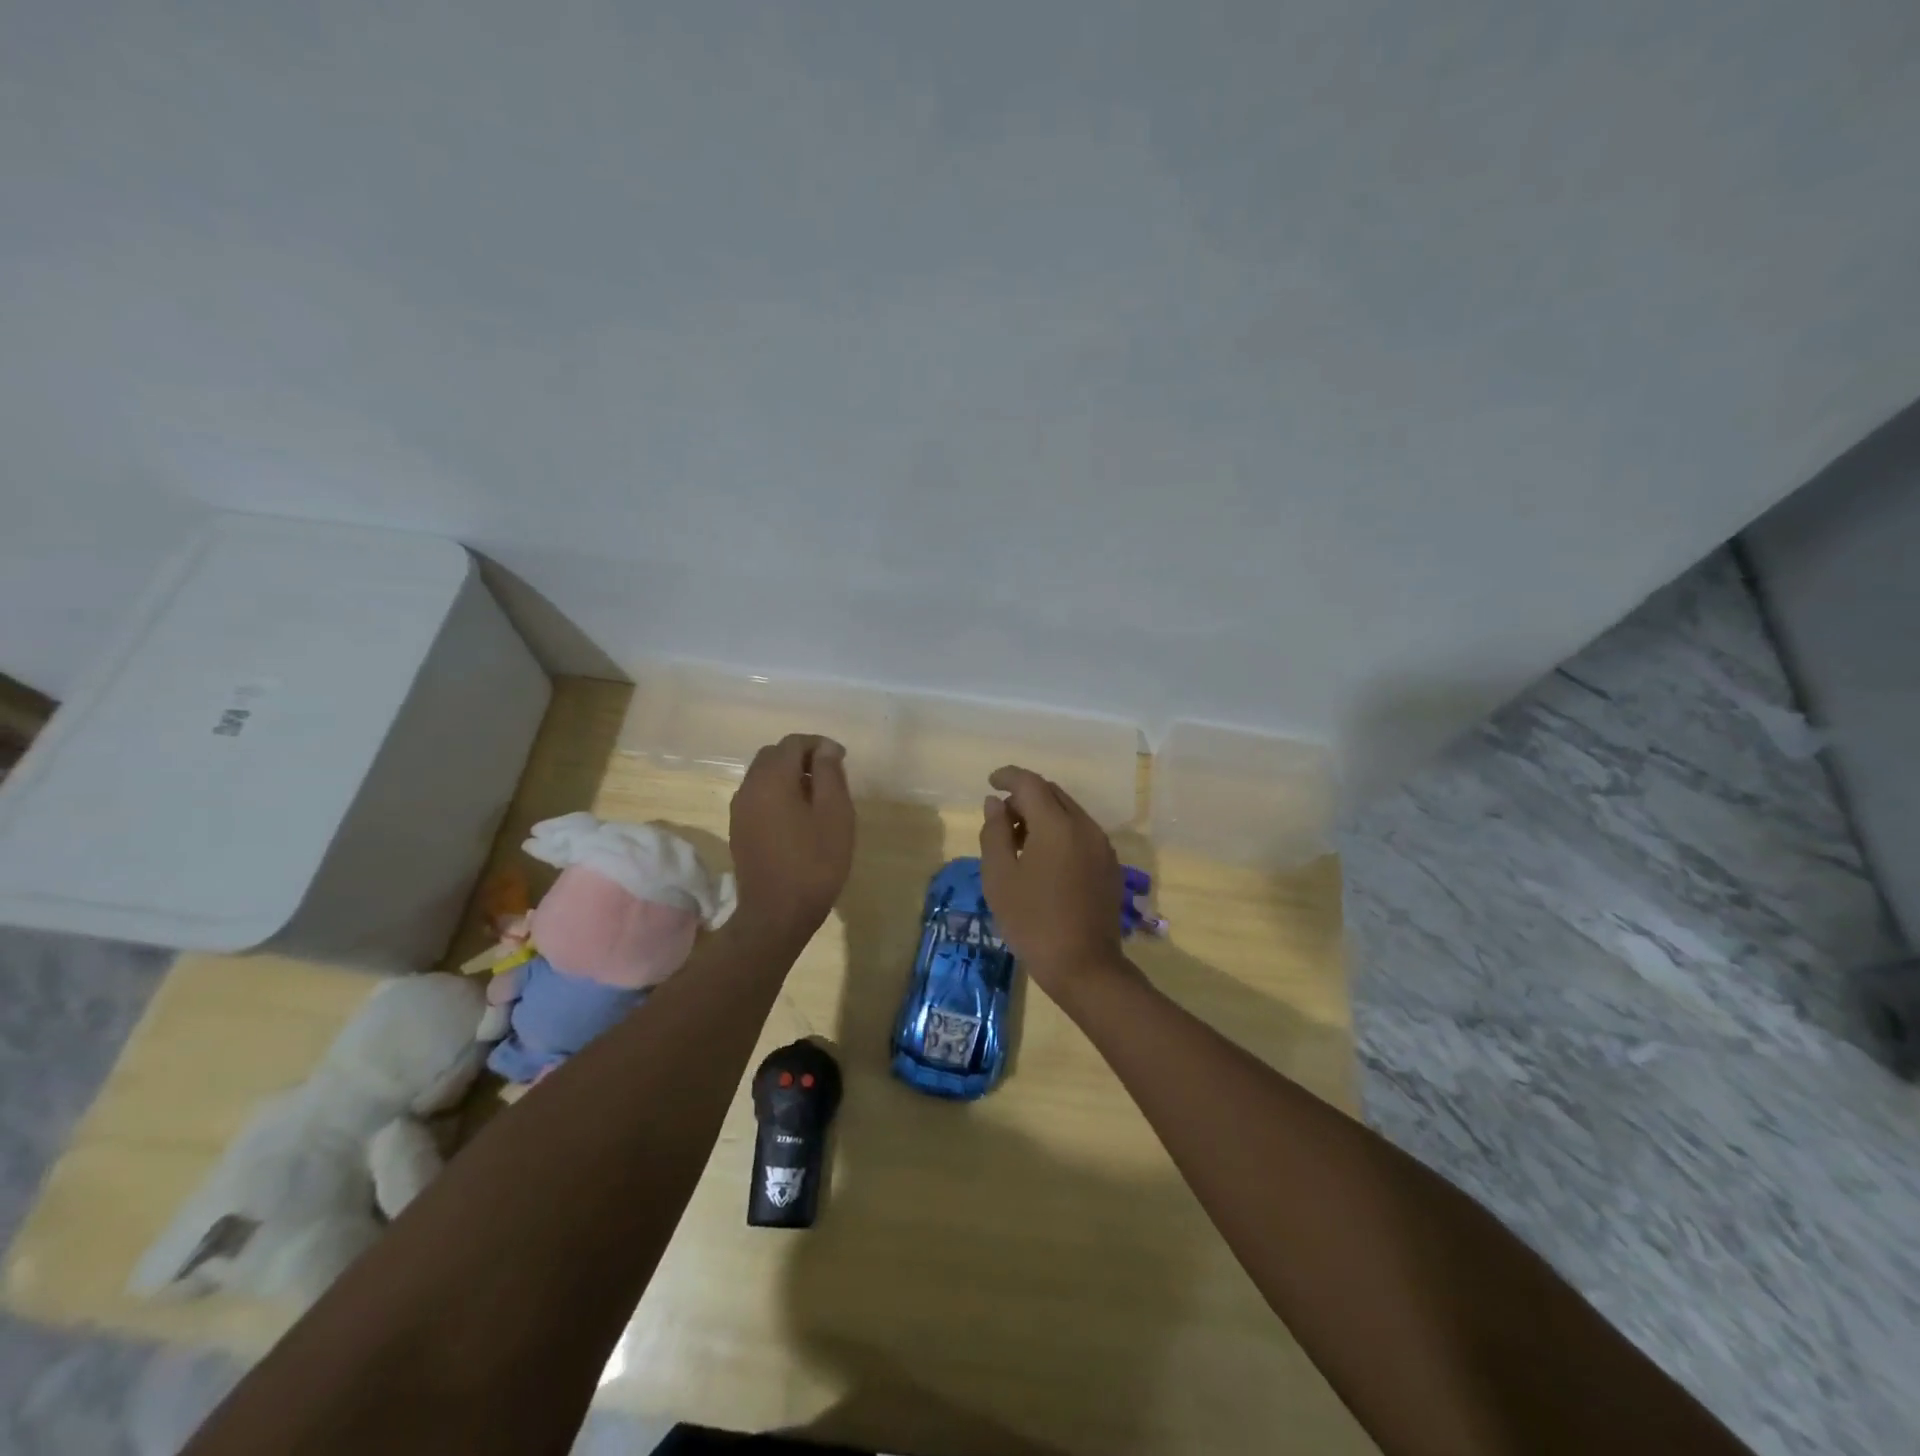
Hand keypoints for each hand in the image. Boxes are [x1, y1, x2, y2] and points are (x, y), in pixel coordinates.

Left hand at [728, 734, 855, 945]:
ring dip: (789, 775)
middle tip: (830, 775)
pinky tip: (798, 816)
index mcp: (771, 779)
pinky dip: (778, 793)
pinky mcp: (739, 829)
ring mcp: (739, 810)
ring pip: (763, 775)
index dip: (819, 745)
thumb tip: (825, 748)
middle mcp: (749, 787)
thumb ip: (829, 773)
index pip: (793, 743)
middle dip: (802, 757)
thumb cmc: (814, 863)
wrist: (777, 915)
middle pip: (774, 755)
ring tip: (817, 796)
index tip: (841, 759)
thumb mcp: (835, 814)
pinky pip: (758, 796)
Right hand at [978, 766, 1130, 1005]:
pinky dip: (1060, 832)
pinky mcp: (1110, 865)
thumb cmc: (1032, 922)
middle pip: (1052, 793)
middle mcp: (1085, 826)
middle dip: (1025, 797)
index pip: (1030, 783)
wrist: (1084, 966)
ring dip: (1043, 815)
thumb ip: (995, 832)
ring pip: (1069, 812)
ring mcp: (1102, 846)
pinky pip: (1081, 832)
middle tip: (1001, 819)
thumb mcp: (1000, 877)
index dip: (1008, 776)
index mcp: (1057, 825)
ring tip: (1019, 843)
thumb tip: (995, 803)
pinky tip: (1044, 860)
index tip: (990, 782)